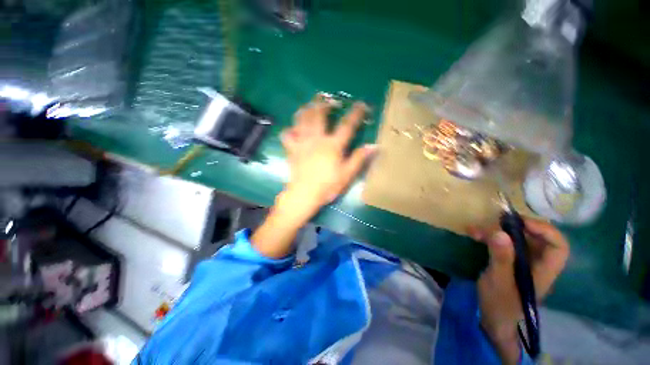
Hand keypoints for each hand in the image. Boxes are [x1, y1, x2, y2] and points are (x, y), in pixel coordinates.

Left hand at [251, 97, 374, 258]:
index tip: (361, 104)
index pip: (346, 125)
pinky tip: (293, 128)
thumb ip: (359, 159)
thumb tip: (374, 146)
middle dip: (324, 103)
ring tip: (310, 104)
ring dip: (306, 109)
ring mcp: (302, 142)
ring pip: (301, 120)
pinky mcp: (292, 149)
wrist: (304, 194)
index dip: (355, 114)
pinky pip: (287, 134)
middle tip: (327, 98)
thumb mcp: (347, 175)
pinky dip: (290, 129)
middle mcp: (316, 139)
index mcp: (332, 145)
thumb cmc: (327, 186)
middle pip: (319, 115)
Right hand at [470, 219, 569, 363]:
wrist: (493, 319)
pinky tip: (473, 234)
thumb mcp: (498, 281)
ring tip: (476, 230)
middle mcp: (537, 263)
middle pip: (536, 238)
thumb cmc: (500, 304)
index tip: (520, 222)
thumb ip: (501, 257)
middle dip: (515, 227)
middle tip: (494, 221)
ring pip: (516, 239)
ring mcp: (522, 263)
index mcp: (543, 271)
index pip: (558, 246)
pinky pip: (502, 244)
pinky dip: (488, 237)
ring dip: (496, 231)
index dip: (544, 230)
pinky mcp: (509, 262)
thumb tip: (500, 232)